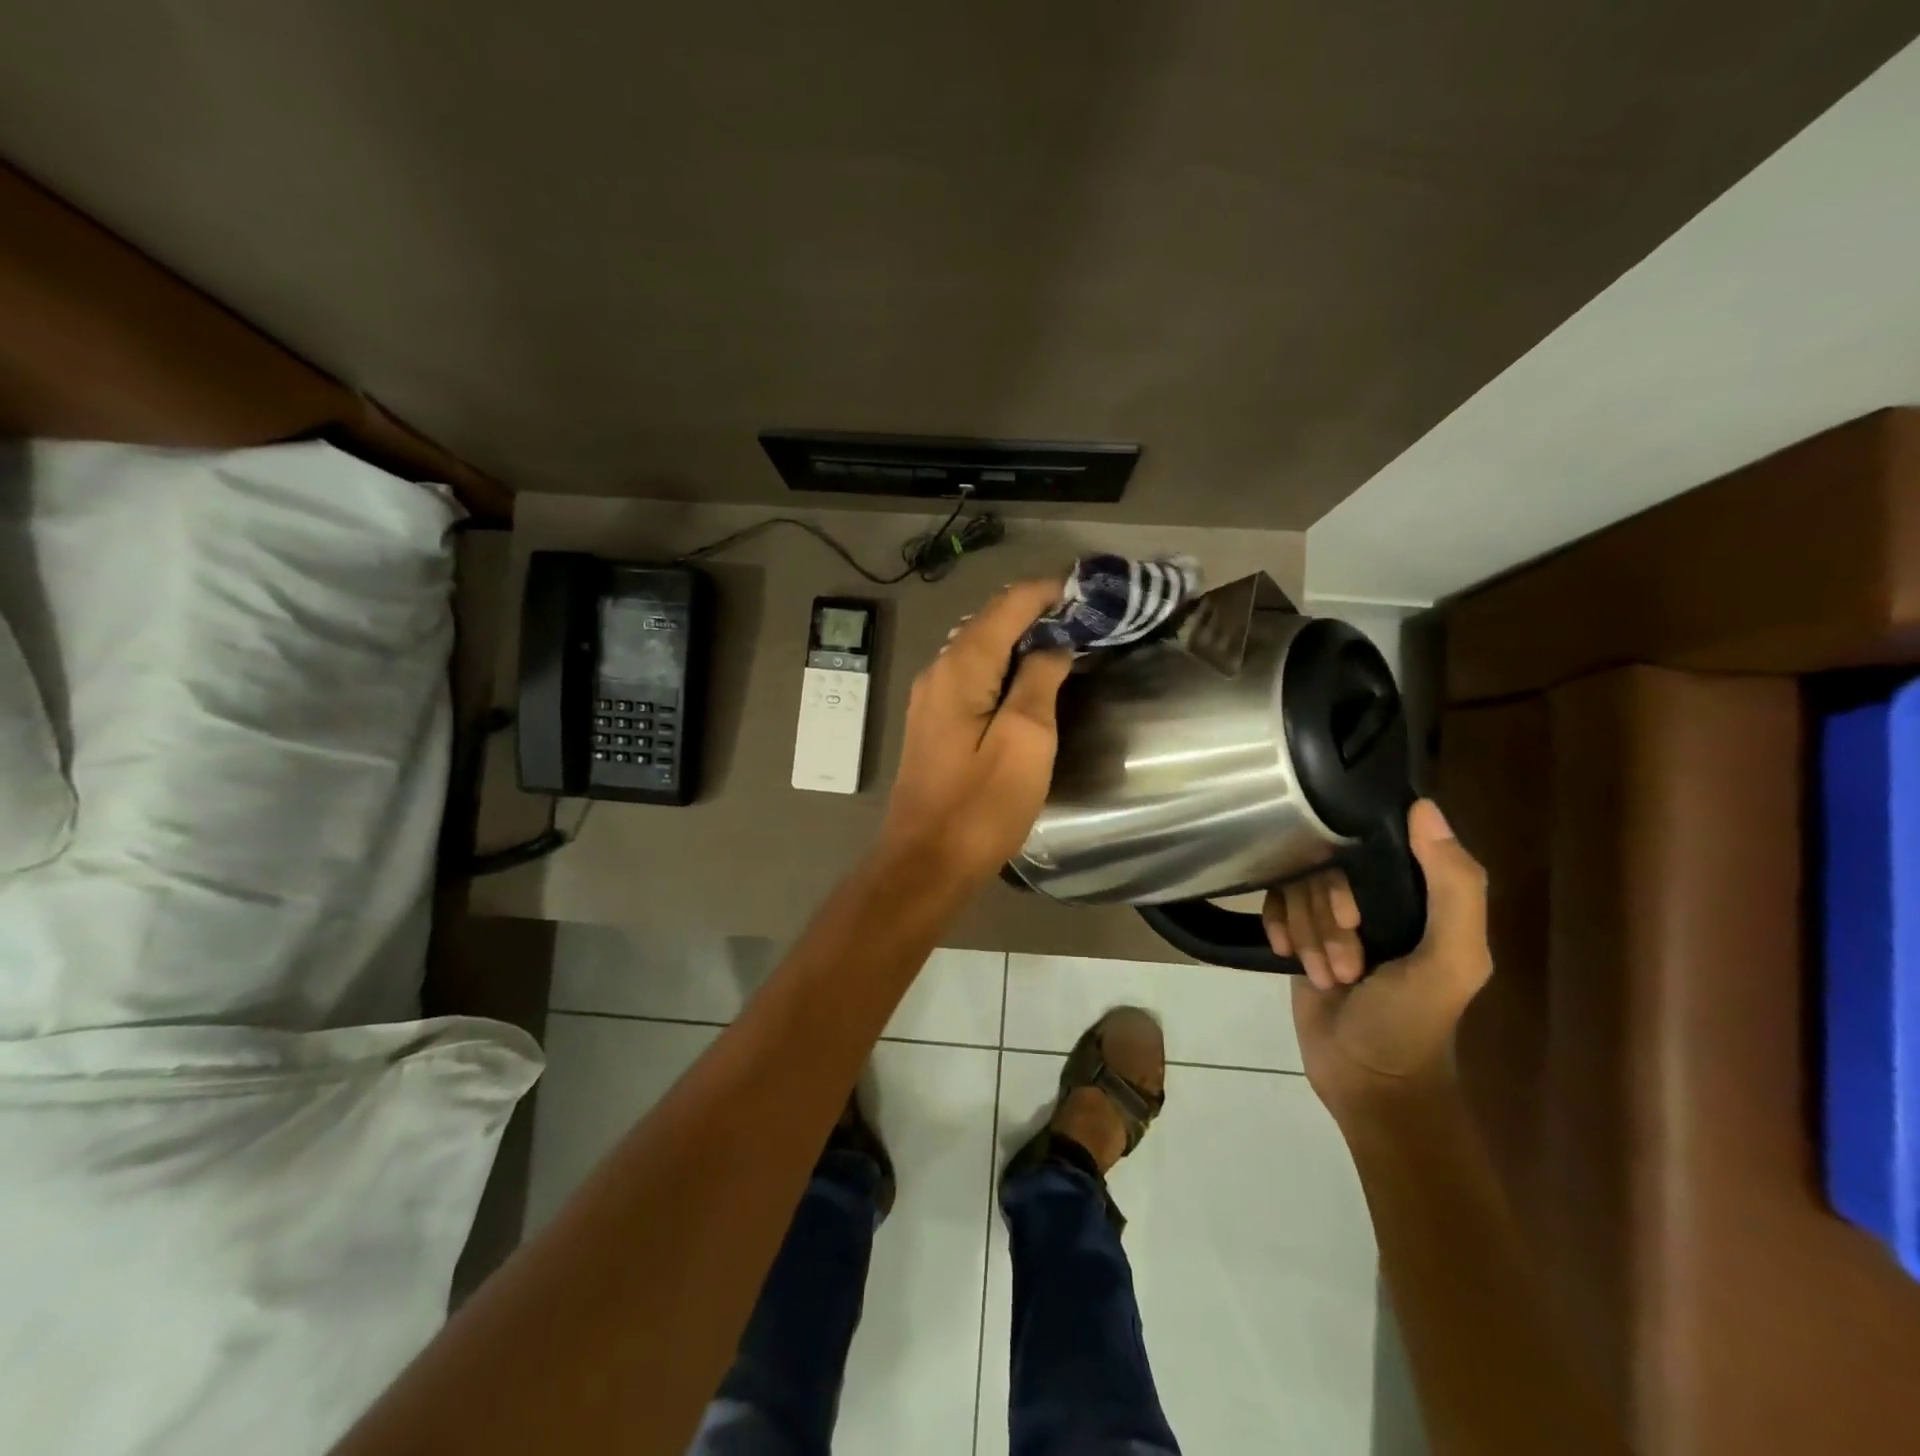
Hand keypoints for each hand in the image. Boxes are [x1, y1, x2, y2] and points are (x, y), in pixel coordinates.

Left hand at [878, 580, 1071, 883]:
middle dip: (1036, 611)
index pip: (1008, 605)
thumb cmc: (980, 806)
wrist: (925, 863)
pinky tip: (1028, 680)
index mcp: (961, 668)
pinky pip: (972, 676)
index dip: (1047, 591)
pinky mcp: (933, 723)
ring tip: (1065, 641)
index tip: (1088, 588)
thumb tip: (1052, 644)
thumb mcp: (1025, 740)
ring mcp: (930, 698)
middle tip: (1084, 616)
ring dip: (1020, 638)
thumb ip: (1039, 680)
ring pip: (980, 648)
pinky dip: (1003, 666)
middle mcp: (938, 671)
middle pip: (990, 622)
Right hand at [1266, 799, 1491, 1116]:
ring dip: (1306, 936)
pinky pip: (1273, 905)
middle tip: (1345, 965)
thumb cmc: (1412, 1022)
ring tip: (1327, 975)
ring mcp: (1330, 915)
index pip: (1366, 845)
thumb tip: (1423, 807)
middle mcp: (1373, 895)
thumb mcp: (1453, 960)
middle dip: (1324, 921)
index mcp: (1416, 893)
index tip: (1352, 919)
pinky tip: (1285, 955)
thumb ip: (1455, 888)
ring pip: (1295, 889)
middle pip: (1322, 870)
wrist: (1366, 1080)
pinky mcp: (1298, 933)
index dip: (1346, 880)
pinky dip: (1277, 929)